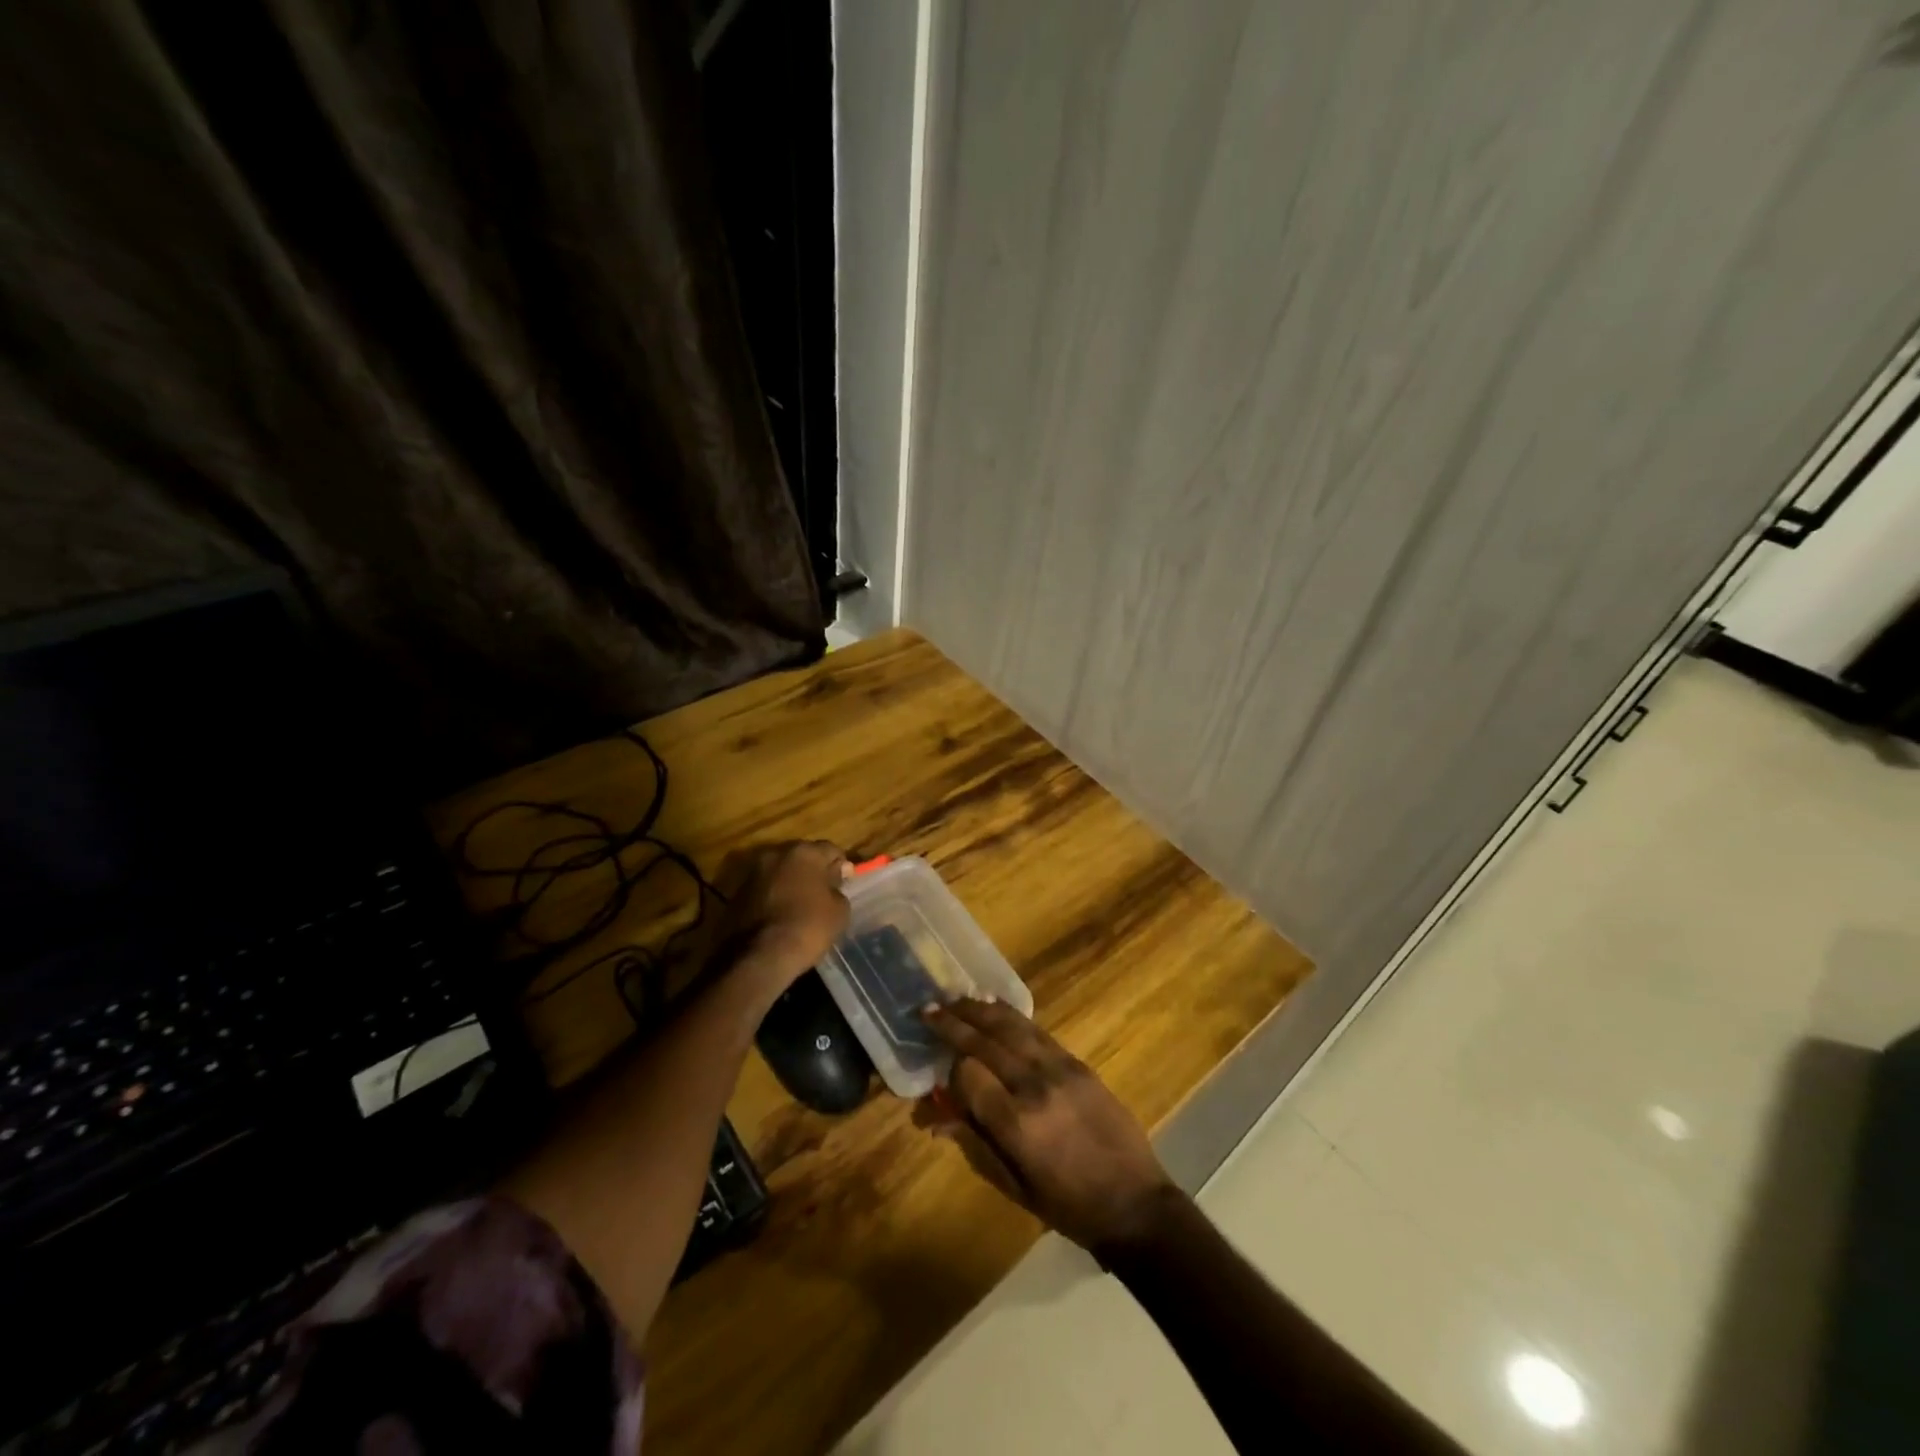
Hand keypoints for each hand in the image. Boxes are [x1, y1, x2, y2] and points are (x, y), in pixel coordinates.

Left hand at [709, 840, 850, 993]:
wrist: (758, 957)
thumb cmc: (807, 928)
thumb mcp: (839, 911)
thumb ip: (839, 890)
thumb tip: (833, 882)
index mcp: (804, 852)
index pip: (831, 850)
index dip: (841, 866)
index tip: (845, 883)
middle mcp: (776, 854)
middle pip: (802, 857)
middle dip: (813, 871)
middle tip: (823, 892)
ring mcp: (752, 873)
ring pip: (779, 872)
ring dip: (790, 883)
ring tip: (799, 906)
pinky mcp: (736, 894)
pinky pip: (763, 890)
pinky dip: (772, 897)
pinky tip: (780, 916)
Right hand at [919, 999, 1177, 1254]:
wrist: (1134, 1202)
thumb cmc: (1068, 1206)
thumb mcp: (1014, 1185)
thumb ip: (974, 1143)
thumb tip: (934, 1117)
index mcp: (1016, 1124)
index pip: (969, 1075)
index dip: (949, 1070)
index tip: (939, 1070)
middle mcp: (1034, 1086)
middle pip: (986, 1042)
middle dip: (953, 1023)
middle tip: (928, 1010)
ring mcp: (1059, 1069)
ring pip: (1011, 1027)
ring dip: (979, 1010)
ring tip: (955, 999)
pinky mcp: (1077, 1062)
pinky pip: (1037, 1031)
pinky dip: (1011, 1015)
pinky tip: (993, 1007)